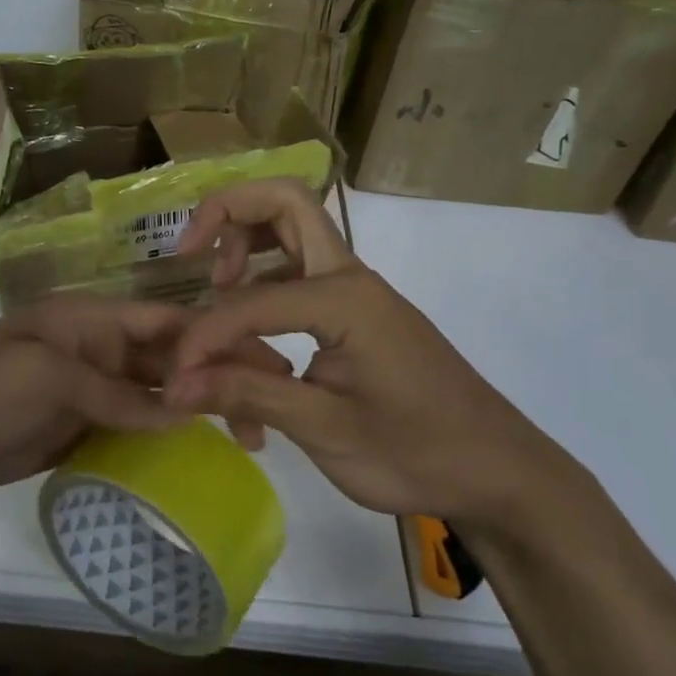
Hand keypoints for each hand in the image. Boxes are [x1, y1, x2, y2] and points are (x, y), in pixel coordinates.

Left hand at [0, 294, 287, 498]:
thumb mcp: (46, 379)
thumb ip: (114, 393)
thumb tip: (182, 414)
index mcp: (90, 320)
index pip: (166, 322)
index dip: (216, 339)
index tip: (266, 365)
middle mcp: (97, 349)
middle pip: (169, 359)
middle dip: (218, 378)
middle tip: (269, 413)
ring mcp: (89, 390)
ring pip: (157, 395)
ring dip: (198, 411)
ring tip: (249, 439)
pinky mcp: (79, 426)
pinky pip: (134, 426)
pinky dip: (165, 438)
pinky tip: (198, 456)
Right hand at [165, 179, 567, 524]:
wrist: (500, 473)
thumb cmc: (418, 453)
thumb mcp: (326, 430)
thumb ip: (248, 395)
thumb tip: (176, 384)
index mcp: (344, 297)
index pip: (248, 300)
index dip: (204, 335)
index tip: (179, 378)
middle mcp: (348, 277)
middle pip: (284, 203)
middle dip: (227, 214)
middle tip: (189, 257)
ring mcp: (354, 293)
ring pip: (291, 233)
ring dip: (245, 245)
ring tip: (214, 291)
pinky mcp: (355, 316)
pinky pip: (298, 281)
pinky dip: (262, 292)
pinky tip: (250, 348)